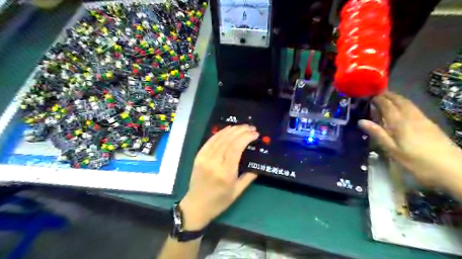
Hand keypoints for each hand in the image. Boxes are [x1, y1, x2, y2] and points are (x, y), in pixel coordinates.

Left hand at [180, 125, 258, 228]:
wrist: (196, 205)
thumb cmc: (219, 201)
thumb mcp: (238, 191)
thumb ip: (249, 176)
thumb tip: (257, 163)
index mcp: (225, 172)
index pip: (236, 148)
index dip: (246, 137)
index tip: (255, 134)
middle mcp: (214, 162)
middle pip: (228, 140)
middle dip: (241, 131)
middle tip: (251, 127)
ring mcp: (204, 158)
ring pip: (219, 138)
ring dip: (232, 130)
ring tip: (242, 127)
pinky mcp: (199, 156)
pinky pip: (210, 141)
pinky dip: (220, 133)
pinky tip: (228, 129)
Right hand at [359, 91, 461, 185]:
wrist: (453, 168)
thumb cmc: (417, 161)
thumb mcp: (393, 150)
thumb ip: (378, 134)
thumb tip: (361, 121)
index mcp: (400, 123)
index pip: (388, 106)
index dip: (378, 99)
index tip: (369, 95)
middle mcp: (412, 117)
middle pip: (399, 101)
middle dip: (388, 95)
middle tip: (377, 93)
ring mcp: (423, 120)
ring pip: (408, 103)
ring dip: (397, 98)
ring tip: (387, 98)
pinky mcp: (430, 124)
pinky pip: (414, 108)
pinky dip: (405, 104)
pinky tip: (402, 109)